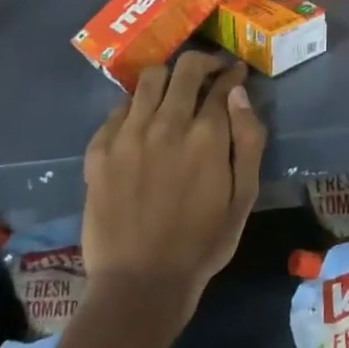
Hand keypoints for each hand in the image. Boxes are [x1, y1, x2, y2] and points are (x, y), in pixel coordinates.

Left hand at [82, 51, 265, 314]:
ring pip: (148, 79)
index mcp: (206, 135)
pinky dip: (135, 106)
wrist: (140, 284)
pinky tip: (142, 122)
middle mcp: (167, 123)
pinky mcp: (99, 151)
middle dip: (203, 63)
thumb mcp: (244, 196)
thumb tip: (240, 94)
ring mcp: (128, 135)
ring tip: (174, 91)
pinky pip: (118, 109)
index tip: (236, 72)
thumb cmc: (202, 243)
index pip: (222, 83)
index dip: (232, 73)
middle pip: (185, 69)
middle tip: (209, 72)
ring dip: (167, 77)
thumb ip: (248, 140)